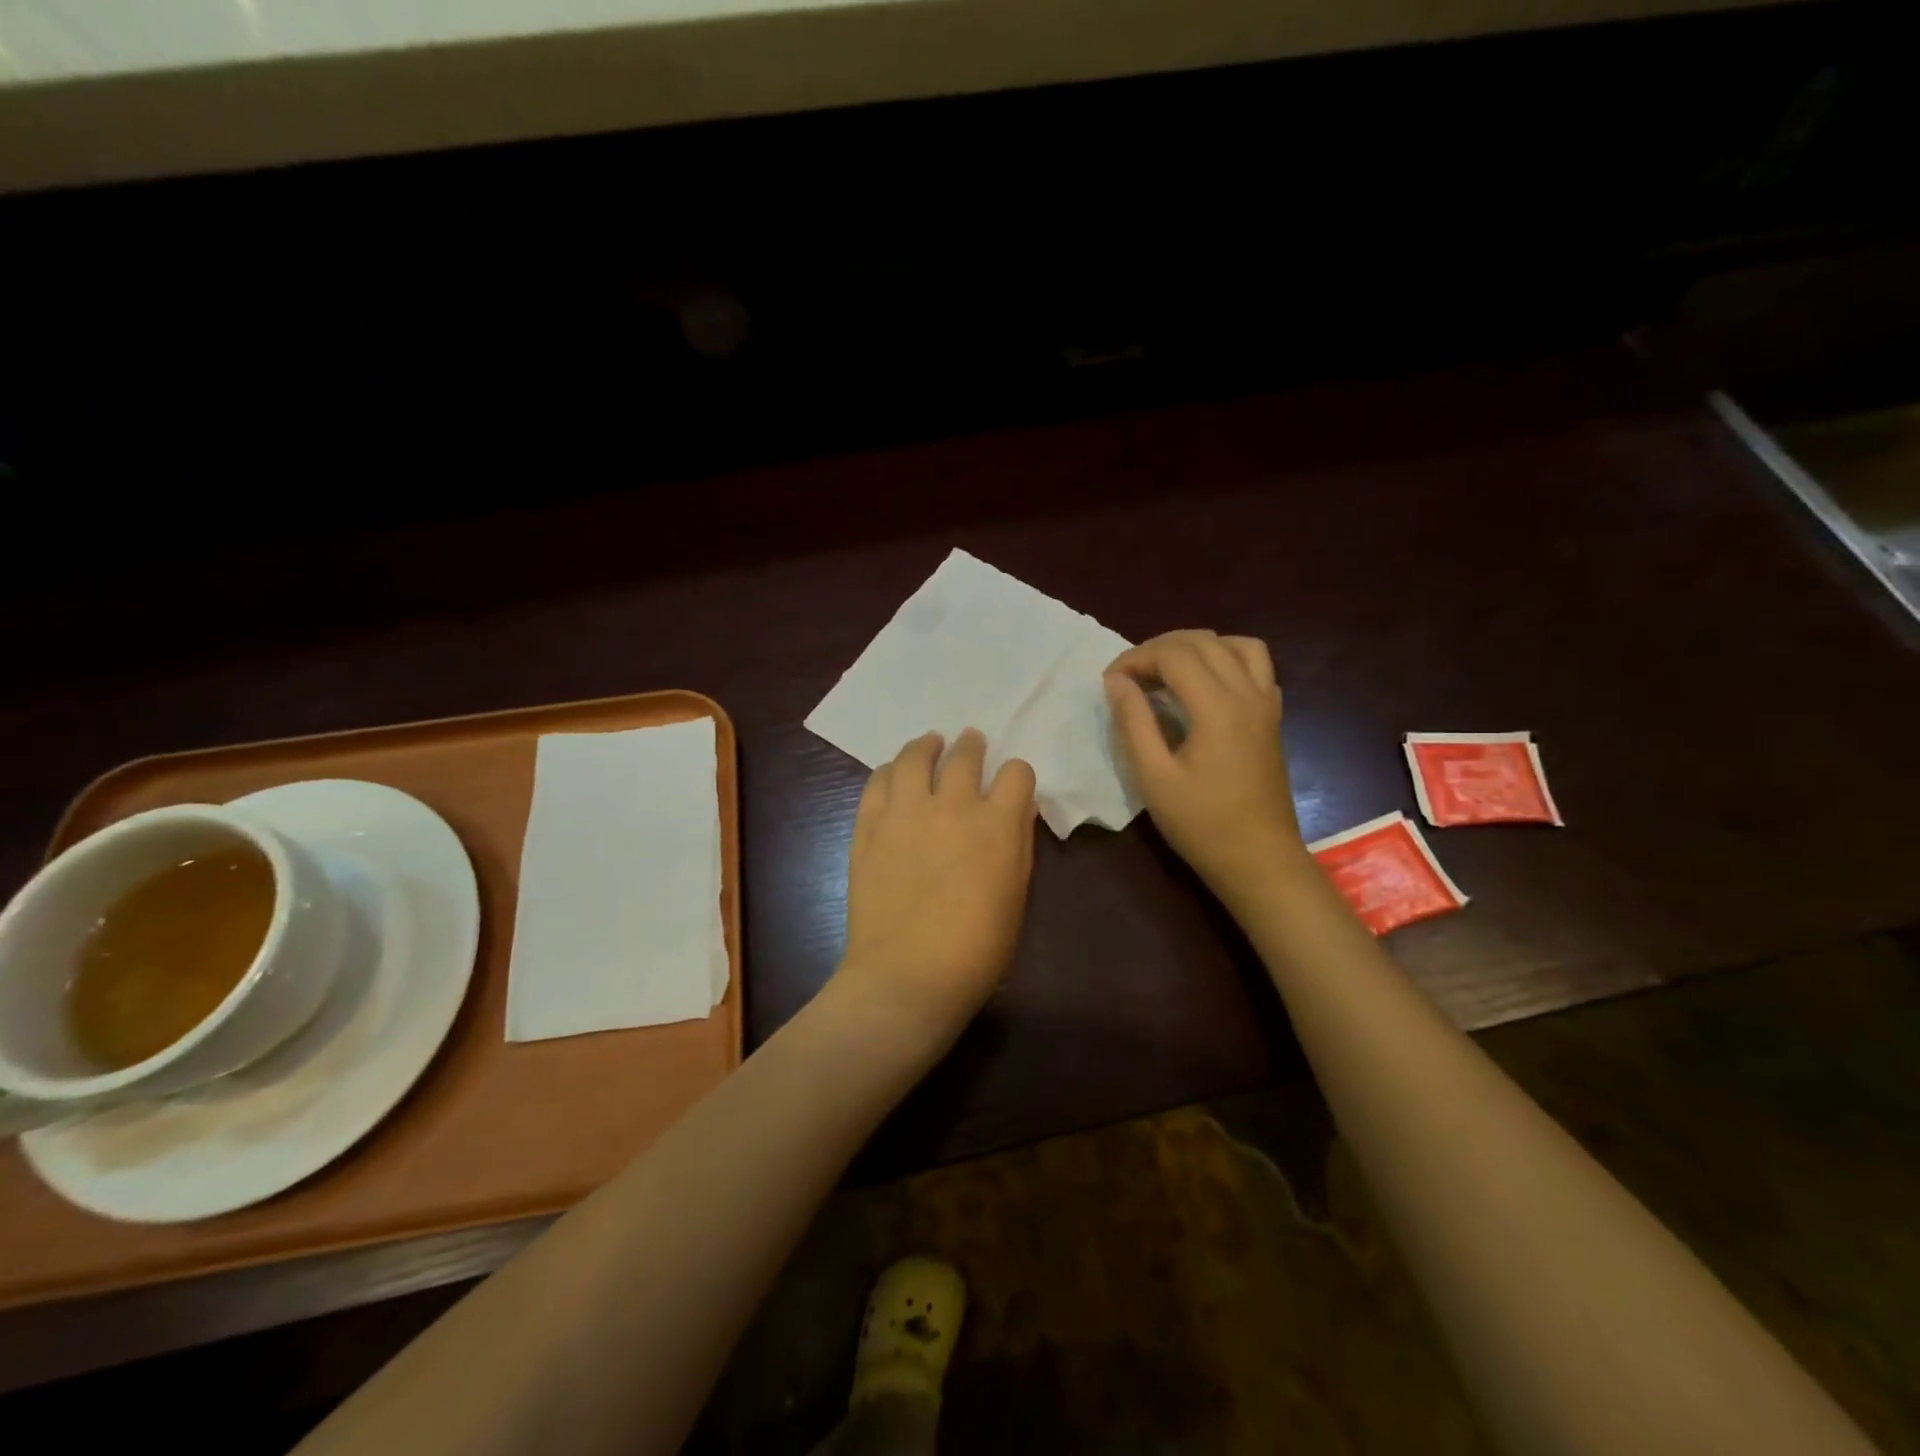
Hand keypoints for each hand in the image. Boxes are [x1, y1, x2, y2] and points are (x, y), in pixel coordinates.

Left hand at [835, 729, 1037, 1044]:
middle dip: (972, 746)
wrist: (907, 976)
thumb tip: (1016, 811)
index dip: (1016, 776)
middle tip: (970, 743)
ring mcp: (905, 812)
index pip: (1016, 773)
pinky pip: (878, 781)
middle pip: (965, 755)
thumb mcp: (1016, 896)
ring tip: (930, 744)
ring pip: (916, 756)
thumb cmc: (976, 950)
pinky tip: (895, 773)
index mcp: (998, 825)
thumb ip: (1018, 845)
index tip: (1011, 786)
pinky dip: (890, 771)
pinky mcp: (869, 825)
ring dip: (927, 746)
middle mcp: (953, 806)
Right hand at [1104, 630, 1306, 899]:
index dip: (1136, 658)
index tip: (1110, 681)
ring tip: (1168, 670)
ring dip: (1197, 646)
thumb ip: (1133, 722)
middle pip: (1203, 641)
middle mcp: (1247, 693)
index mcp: (1217, 707)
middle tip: (1130, 676)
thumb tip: (1116, 680)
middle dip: (1160, 647)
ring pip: (1236, 644)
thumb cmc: (1201, 824)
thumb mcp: (1153, 777)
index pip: (1174, 654)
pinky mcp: (1273, 717)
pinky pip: (1256, 665)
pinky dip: (1226, 659)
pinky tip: (1205, 685)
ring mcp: (1266, 703)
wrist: (1259, 859)